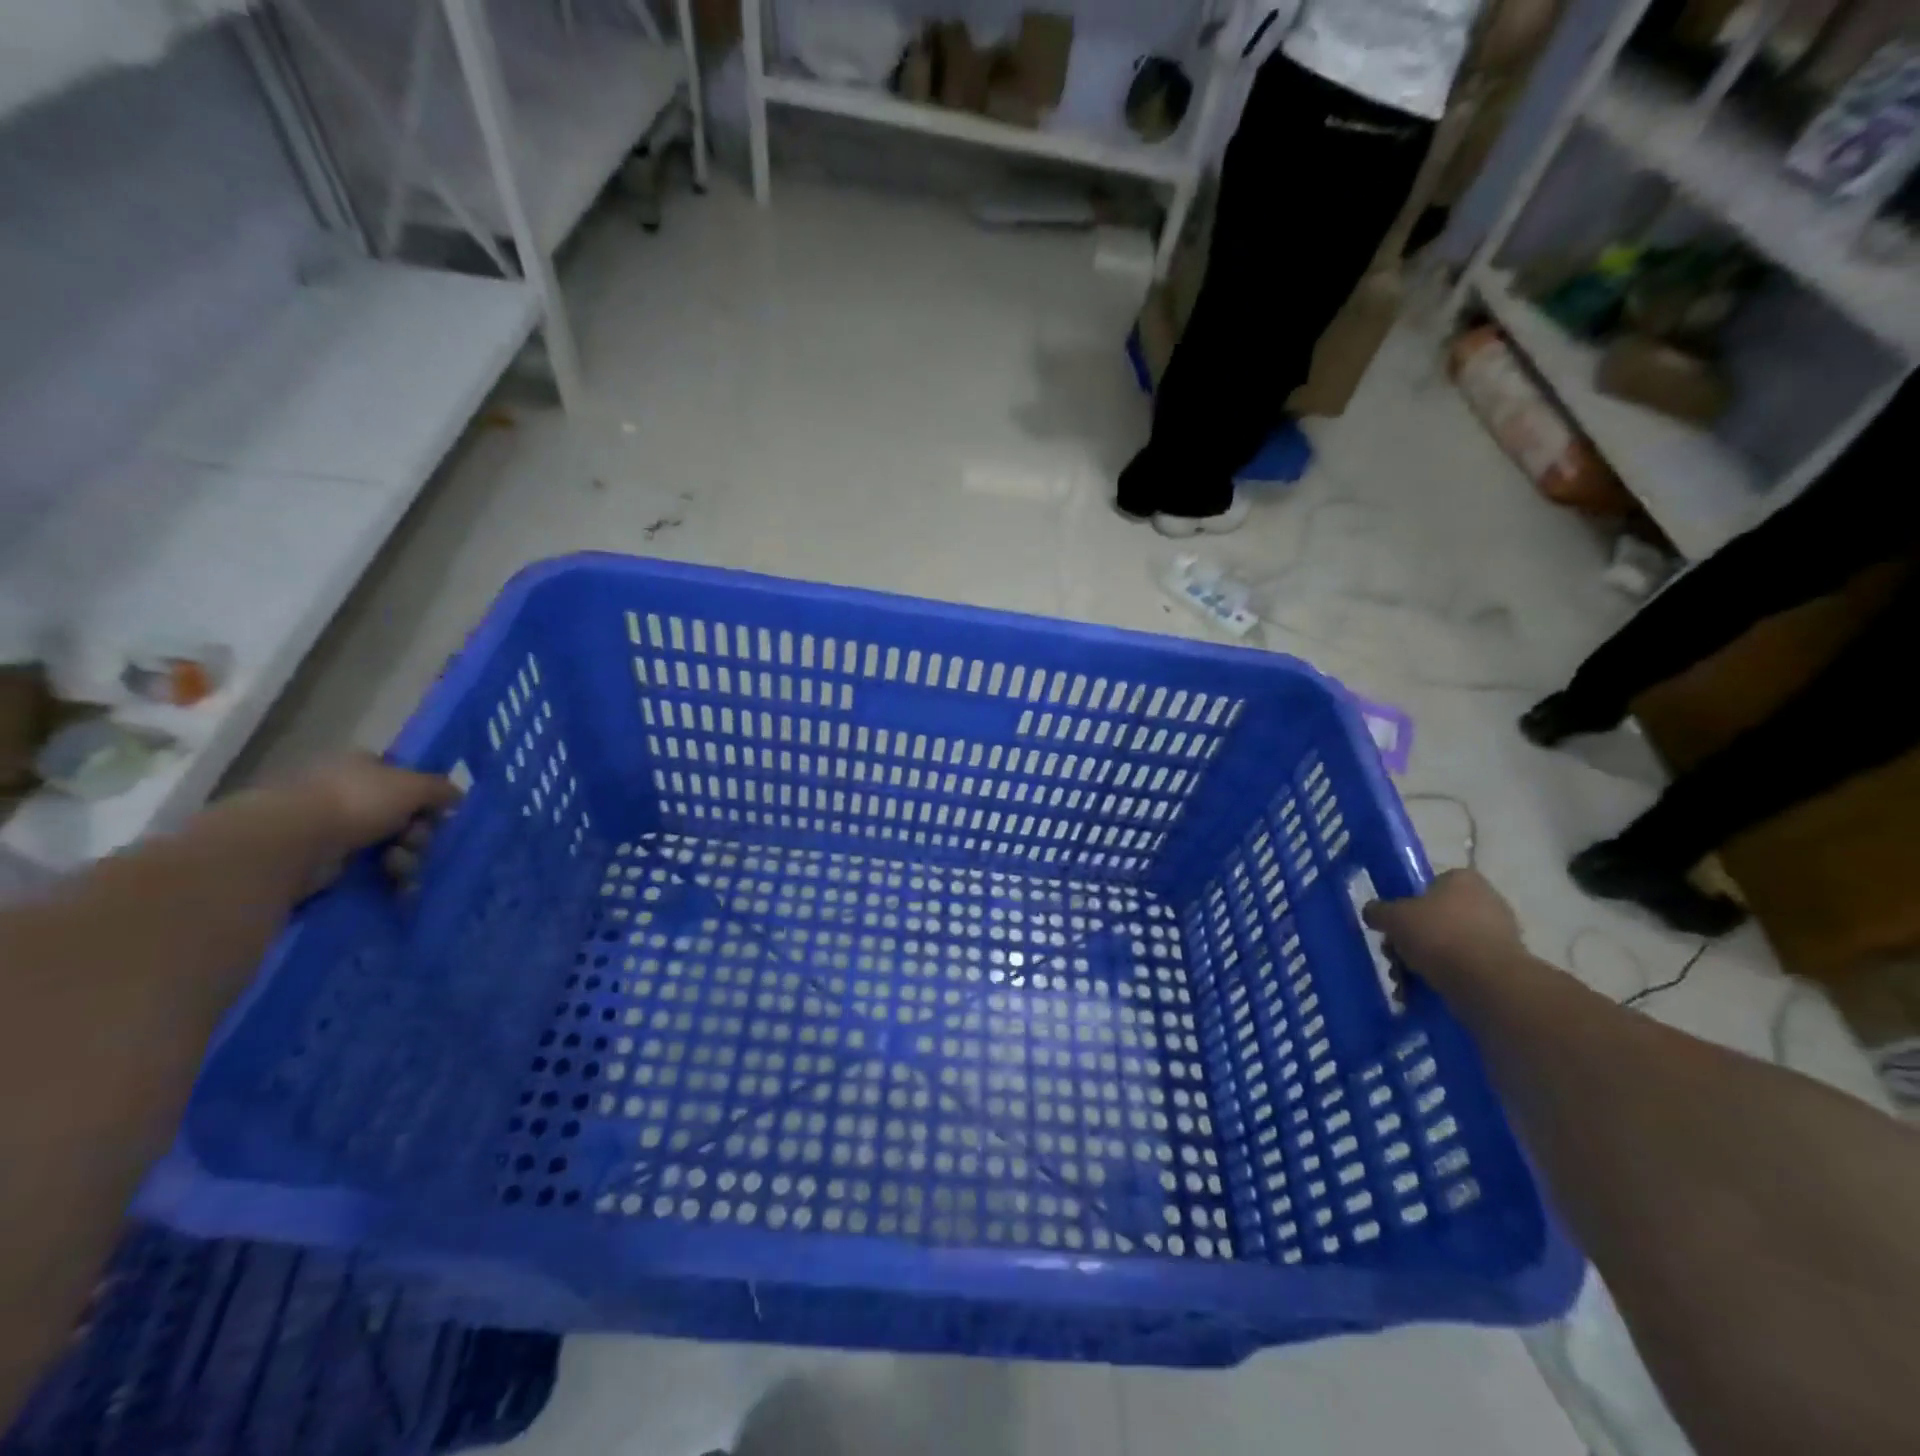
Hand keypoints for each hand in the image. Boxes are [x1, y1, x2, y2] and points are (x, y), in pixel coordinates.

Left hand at [284, 752, 461, 888]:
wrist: (291, 843)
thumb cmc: (356, 802)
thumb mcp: (414, 786)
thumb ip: (442, 789)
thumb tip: (457, 798)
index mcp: (363, 767)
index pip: (405, 780)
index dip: (426, 799)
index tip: (437, 816)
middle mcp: (347, 794)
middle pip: (403, 818)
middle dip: (418, 835)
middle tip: (416, 843)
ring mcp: (332, 829)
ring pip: (390, 847)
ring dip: (406, 860)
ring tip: (397, 868)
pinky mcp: (323, 864)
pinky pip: (370, 872)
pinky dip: (388, 880)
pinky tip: (397, 887)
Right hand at [1364, 869, 1524, 993]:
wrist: (1487, 983)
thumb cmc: (1438, 936)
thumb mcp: (1392, 917)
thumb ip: (1378, 911)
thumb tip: (1373, 912)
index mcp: (1463, 880)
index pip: (1428, 885)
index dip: (1406, 904)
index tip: (1394, 924)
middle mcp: (1487, 901)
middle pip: (1435, 918)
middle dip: (1412, 939)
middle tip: (1394, 956)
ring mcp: (1500, 934)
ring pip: (1447, 945)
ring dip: (1423, 962)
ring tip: (1405, 981)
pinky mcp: (1504, 966)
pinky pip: (1464, 967)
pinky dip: (1444, 977)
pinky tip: (1424, 991)